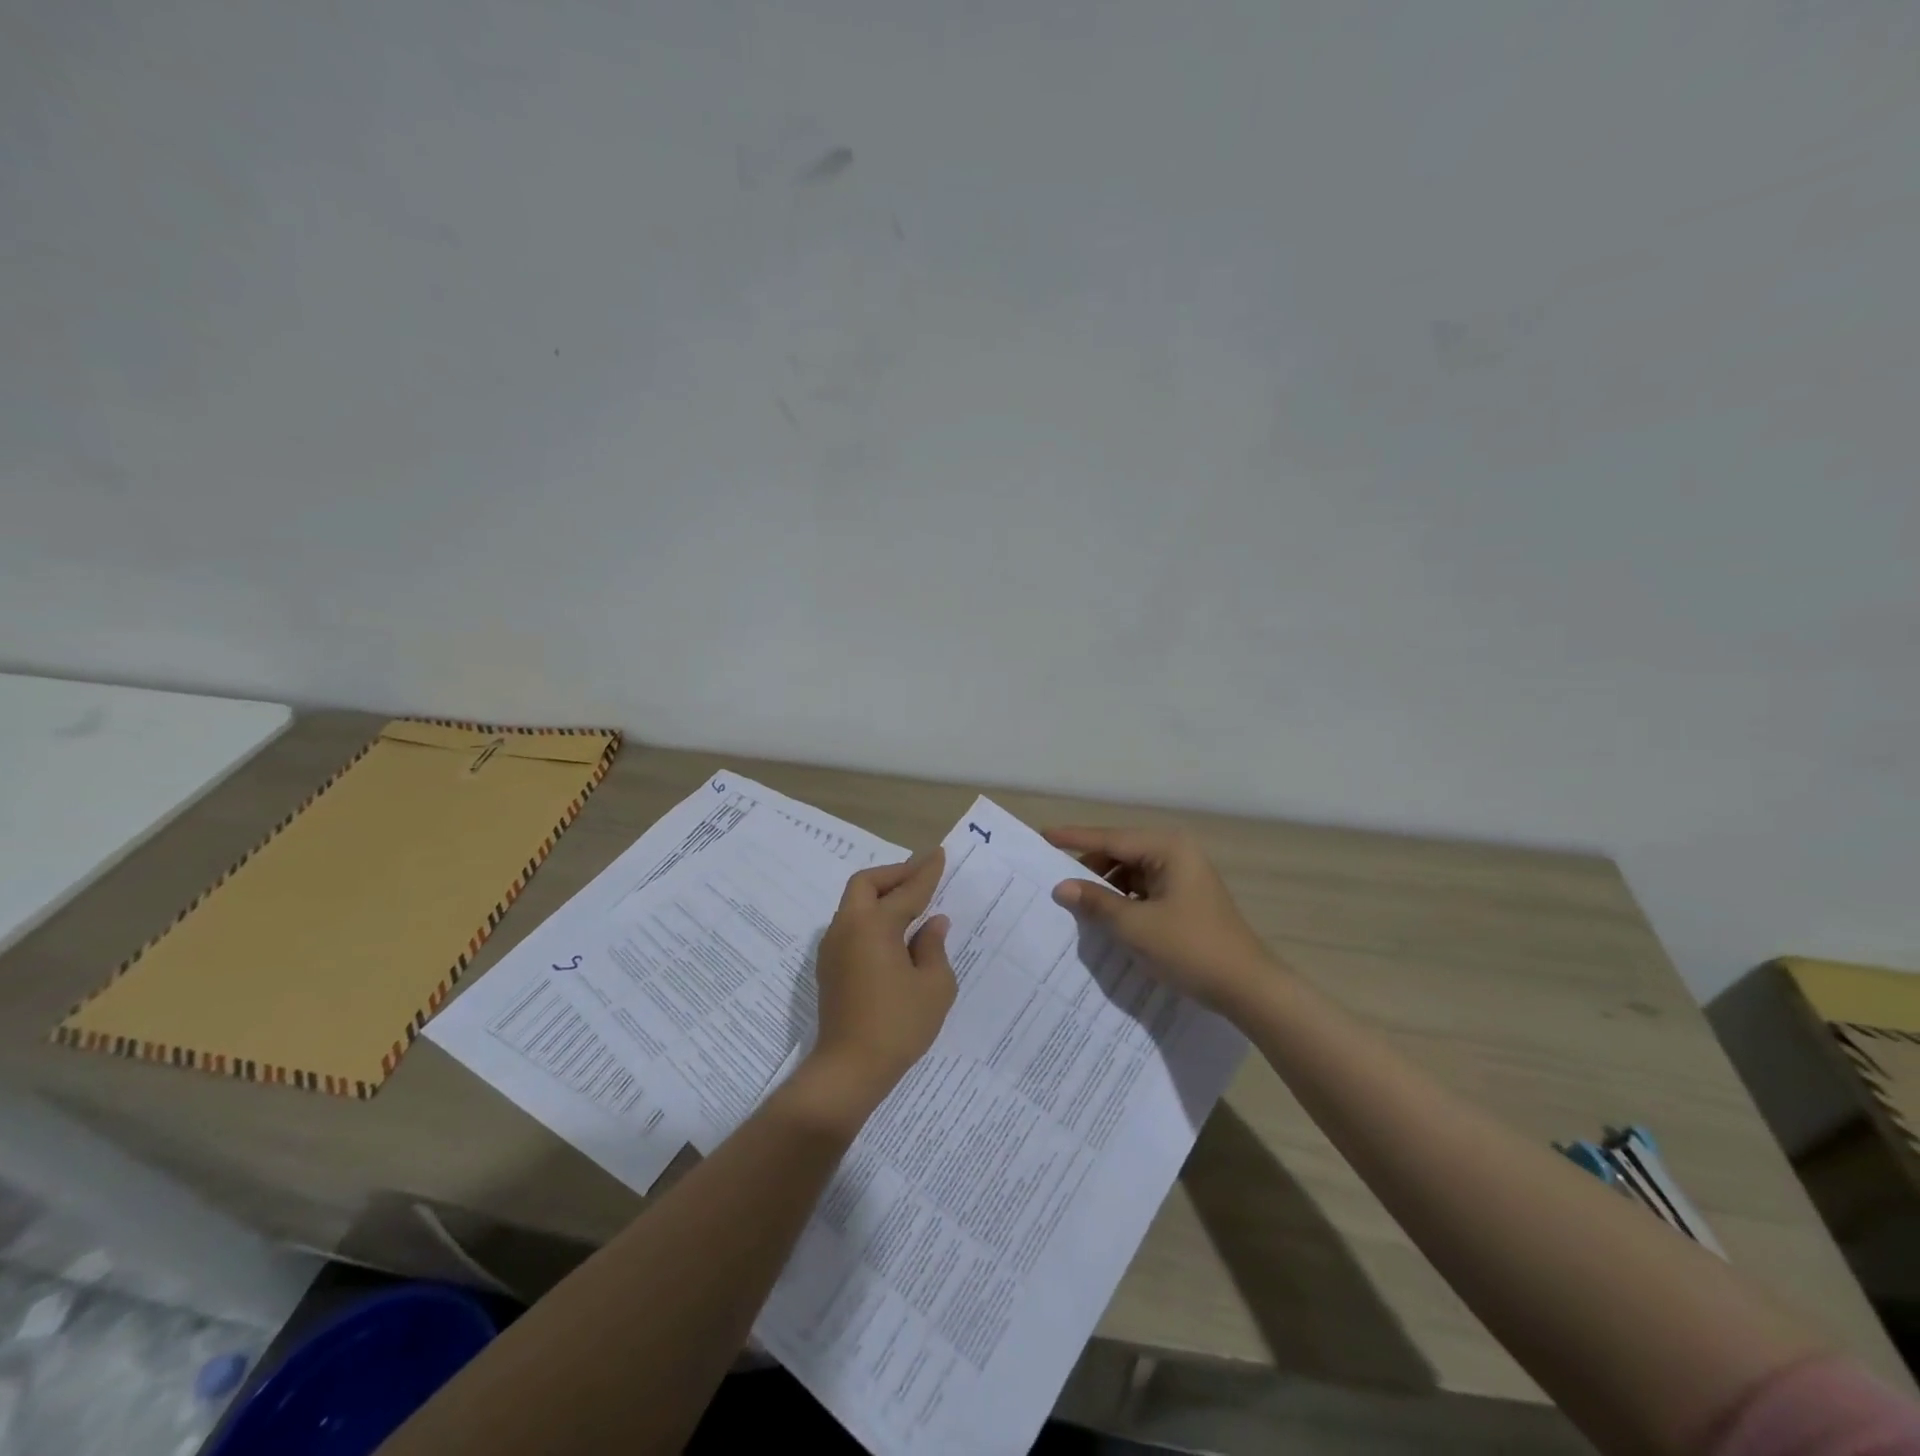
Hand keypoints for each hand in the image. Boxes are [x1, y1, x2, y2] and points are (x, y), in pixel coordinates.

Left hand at [799, 849, 956, 1129]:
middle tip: (921, 877)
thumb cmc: (898, 1026)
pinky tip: (893, 934)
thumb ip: (934, 948)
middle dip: (894, 875)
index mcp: (875, 925)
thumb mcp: (934, 987)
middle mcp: (848, 927)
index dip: (926, 872)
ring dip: (881, 895)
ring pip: (854, 903)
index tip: (939, 853)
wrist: (848, 1069)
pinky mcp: (829, 967)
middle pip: (866, 883)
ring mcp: (833, 947)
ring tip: (910, 904)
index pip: (907, 890)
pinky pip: (851, 925)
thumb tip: (933, 924)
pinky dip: (871, 917)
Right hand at [1045, 826, 1278, 1014]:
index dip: (1074, 839)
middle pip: (1120, 853)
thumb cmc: (1190, 949)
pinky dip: (1123, 900)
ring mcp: (1183, 876)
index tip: (1043, 835)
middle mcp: (1176, 853)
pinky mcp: (1185, 898)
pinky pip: (1143, 889)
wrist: (1247, 987)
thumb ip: (1096, 903)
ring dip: (1106, 888)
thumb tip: (1062, 887)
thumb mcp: (1135, 927)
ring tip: (1077, 904)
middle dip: (1090, 868)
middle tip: (1056, 881)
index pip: (1110, 838)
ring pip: (1131, 873)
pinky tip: (1106, 917)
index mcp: (1168, 849)